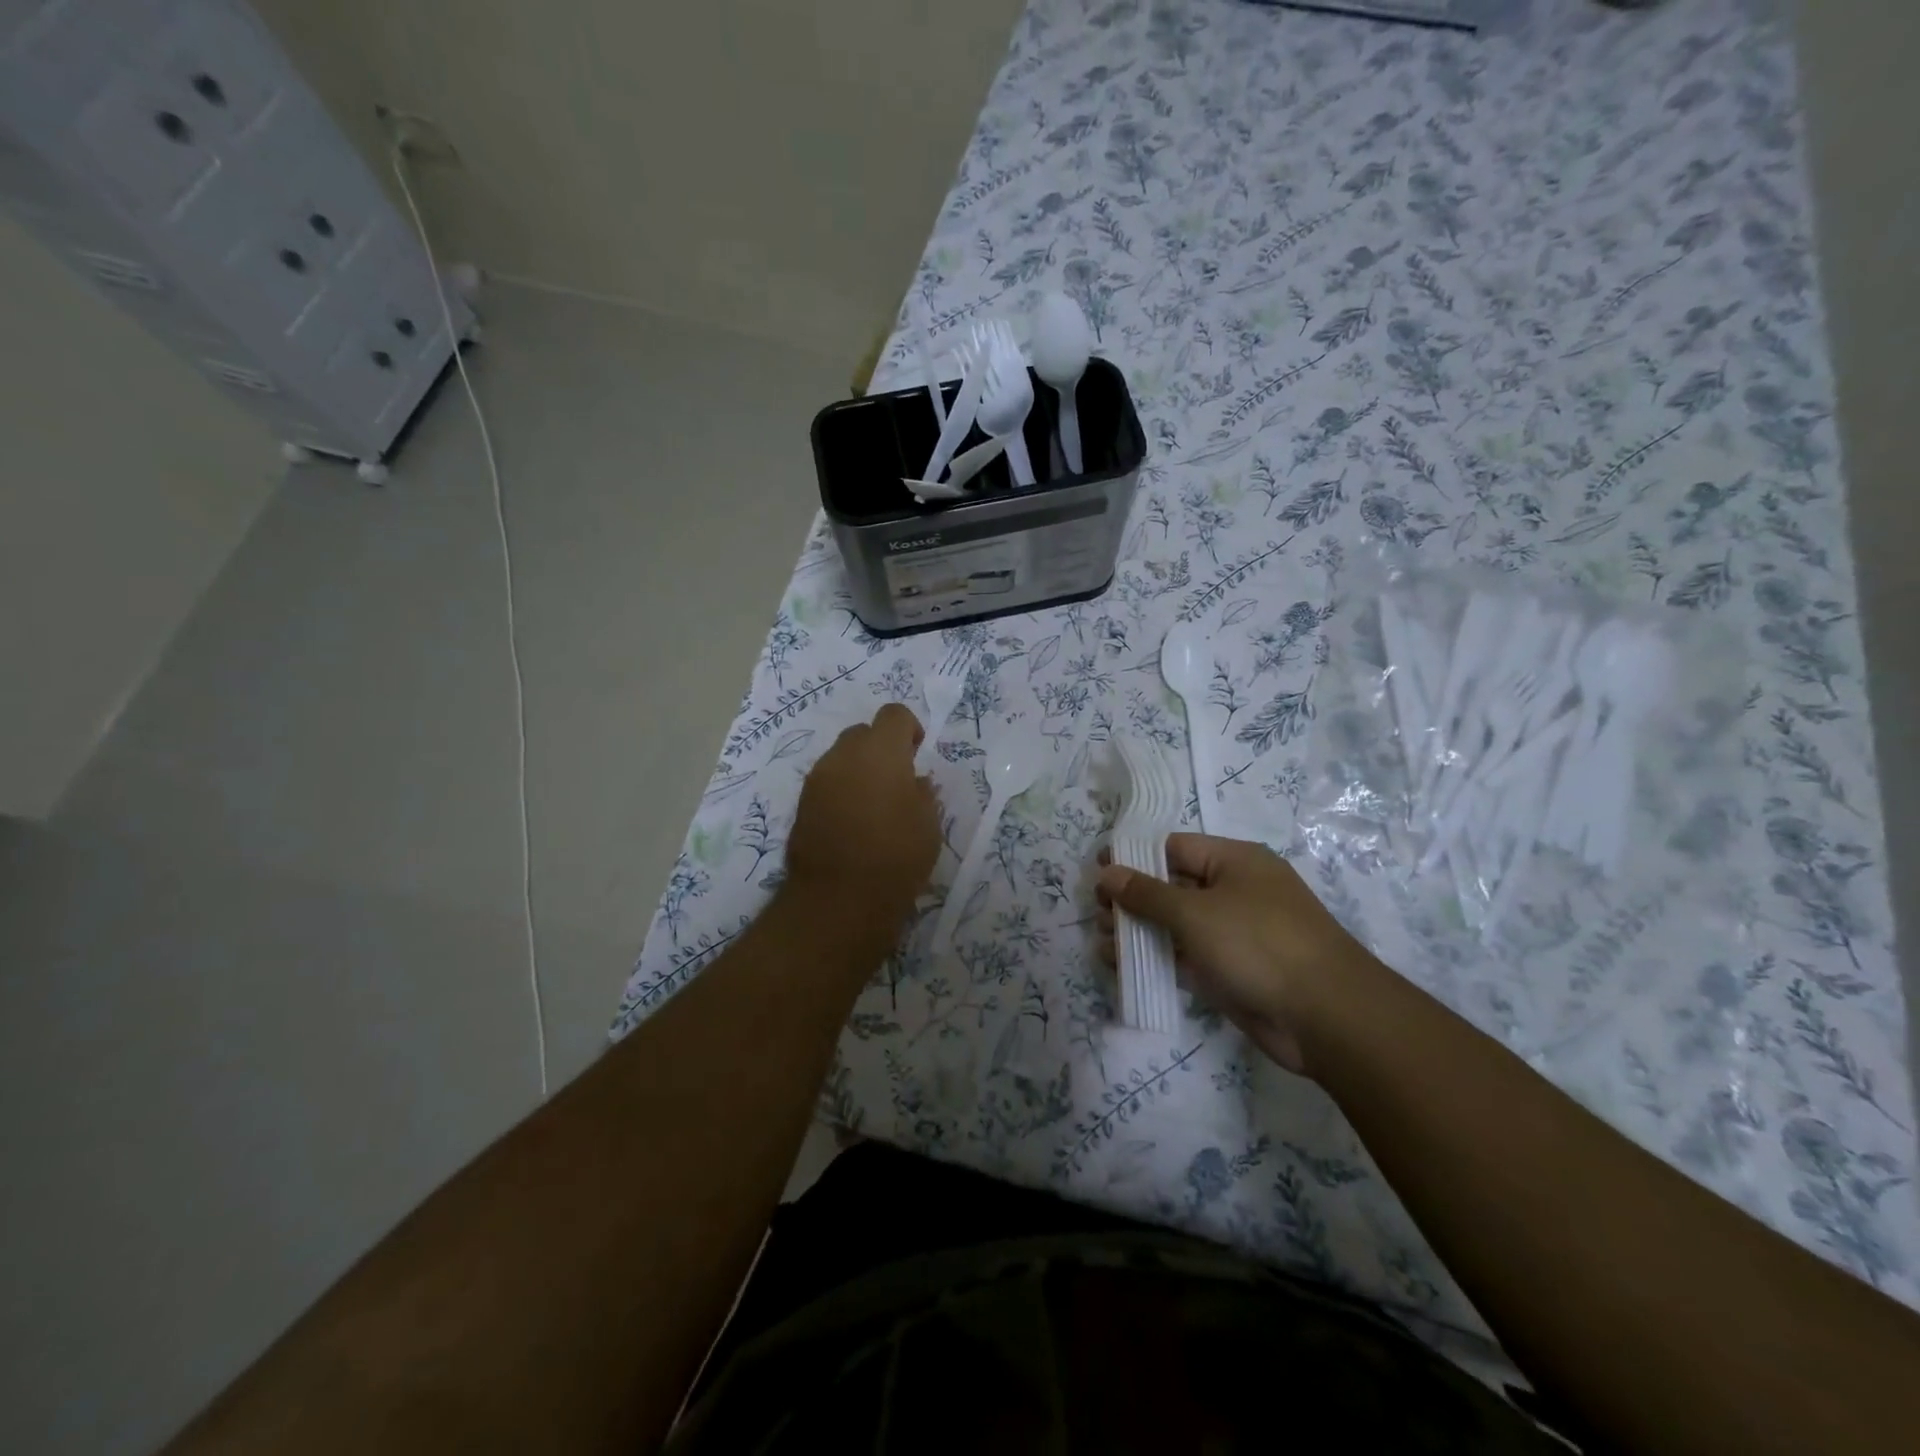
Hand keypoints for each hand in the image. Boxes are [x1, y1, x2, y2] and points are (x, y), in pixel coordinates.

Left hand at [784, 703, 940, 941]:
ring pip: (841, 758)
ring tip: (875, 806)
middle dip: (881, 748)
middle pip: (863, 733)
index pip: (894, 714)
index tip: (918, 754)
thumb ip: (923, 793)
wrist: (838, 899)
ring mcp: (817, 779)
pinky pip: (827, 783)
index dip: (909, 728)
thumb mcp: (928, 824)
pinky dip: (842, 791)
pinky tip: (854, 823)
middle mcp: (843, 755)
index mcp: (880, 751)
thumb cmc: (896, 855)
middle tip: (898, 781)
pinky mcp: (802, 805)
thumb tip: (916, 782)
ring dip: (859, 770)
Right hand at [1096, 834, 1378, 1076]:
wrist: (1325, 1018)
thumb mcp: (1195, 912)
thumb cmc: (1258, 944)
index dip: (1134, 856)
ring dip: (1138, 931)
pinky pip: (1186, 955)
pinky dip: (1156, 958)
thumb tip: (1107, 872)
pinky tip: (1121, 966)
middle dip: (1132, 898)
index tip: (1098, 870)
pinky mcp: (1231, 970)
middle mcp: (1234, 891)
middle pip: (1172, 885)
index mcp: (1235, 861)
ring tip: (1101, 942)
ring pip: (1176, 924)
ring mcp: (1233, 933)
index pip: (1174, 847)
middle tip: (1096, 912)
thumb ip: (1146, 893)